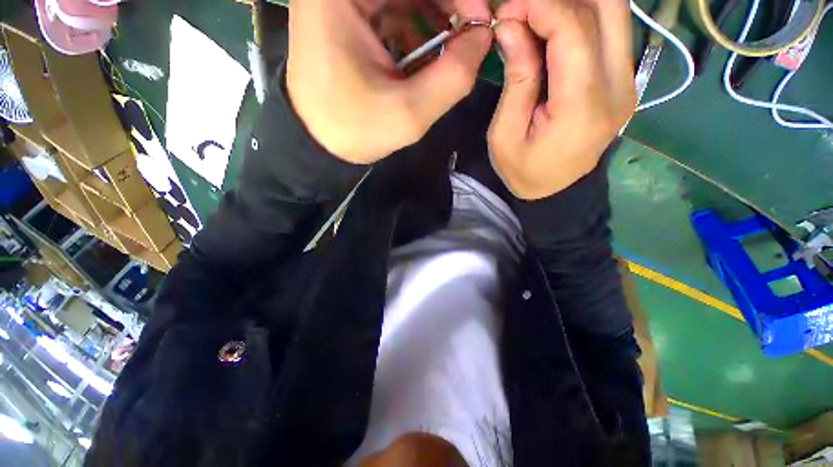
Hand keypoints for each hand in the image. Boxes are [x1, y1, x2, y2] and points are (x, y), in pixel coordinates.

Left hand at [286, 0, 492, 163]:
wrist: (319, 144)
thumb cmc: (356, 131)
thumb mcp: (410, 113)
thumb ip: (454, 76)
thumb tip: (482, 36)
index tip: (479, 25)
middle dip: (445, 7)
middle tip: (468, 40)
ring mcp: (339, 2)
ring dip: (432, 20)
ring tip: (446, 55)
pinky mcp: (345, 17)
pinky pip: (391, 11)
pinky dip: (414, 30)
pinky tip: (421, 59)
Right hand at [487, 0, 634, 199]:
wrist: (554, 191)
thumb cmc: (523, 170)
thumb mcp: (506, 133)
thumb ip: (516, 78)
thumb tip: (510, 25)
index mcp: (582, 106)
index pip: (573, 30)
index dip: (540, 5)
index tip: (507, 10)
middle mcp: (618, 86)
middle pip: (606, 8)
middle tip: (522, 11)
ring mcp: (628, 80)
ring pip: (614, 11)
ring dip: (574, 4)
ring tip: (537, 18)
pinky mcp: (625, 79)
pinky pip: (611, 29)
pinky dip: (583, 16)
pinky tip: (554, 28)